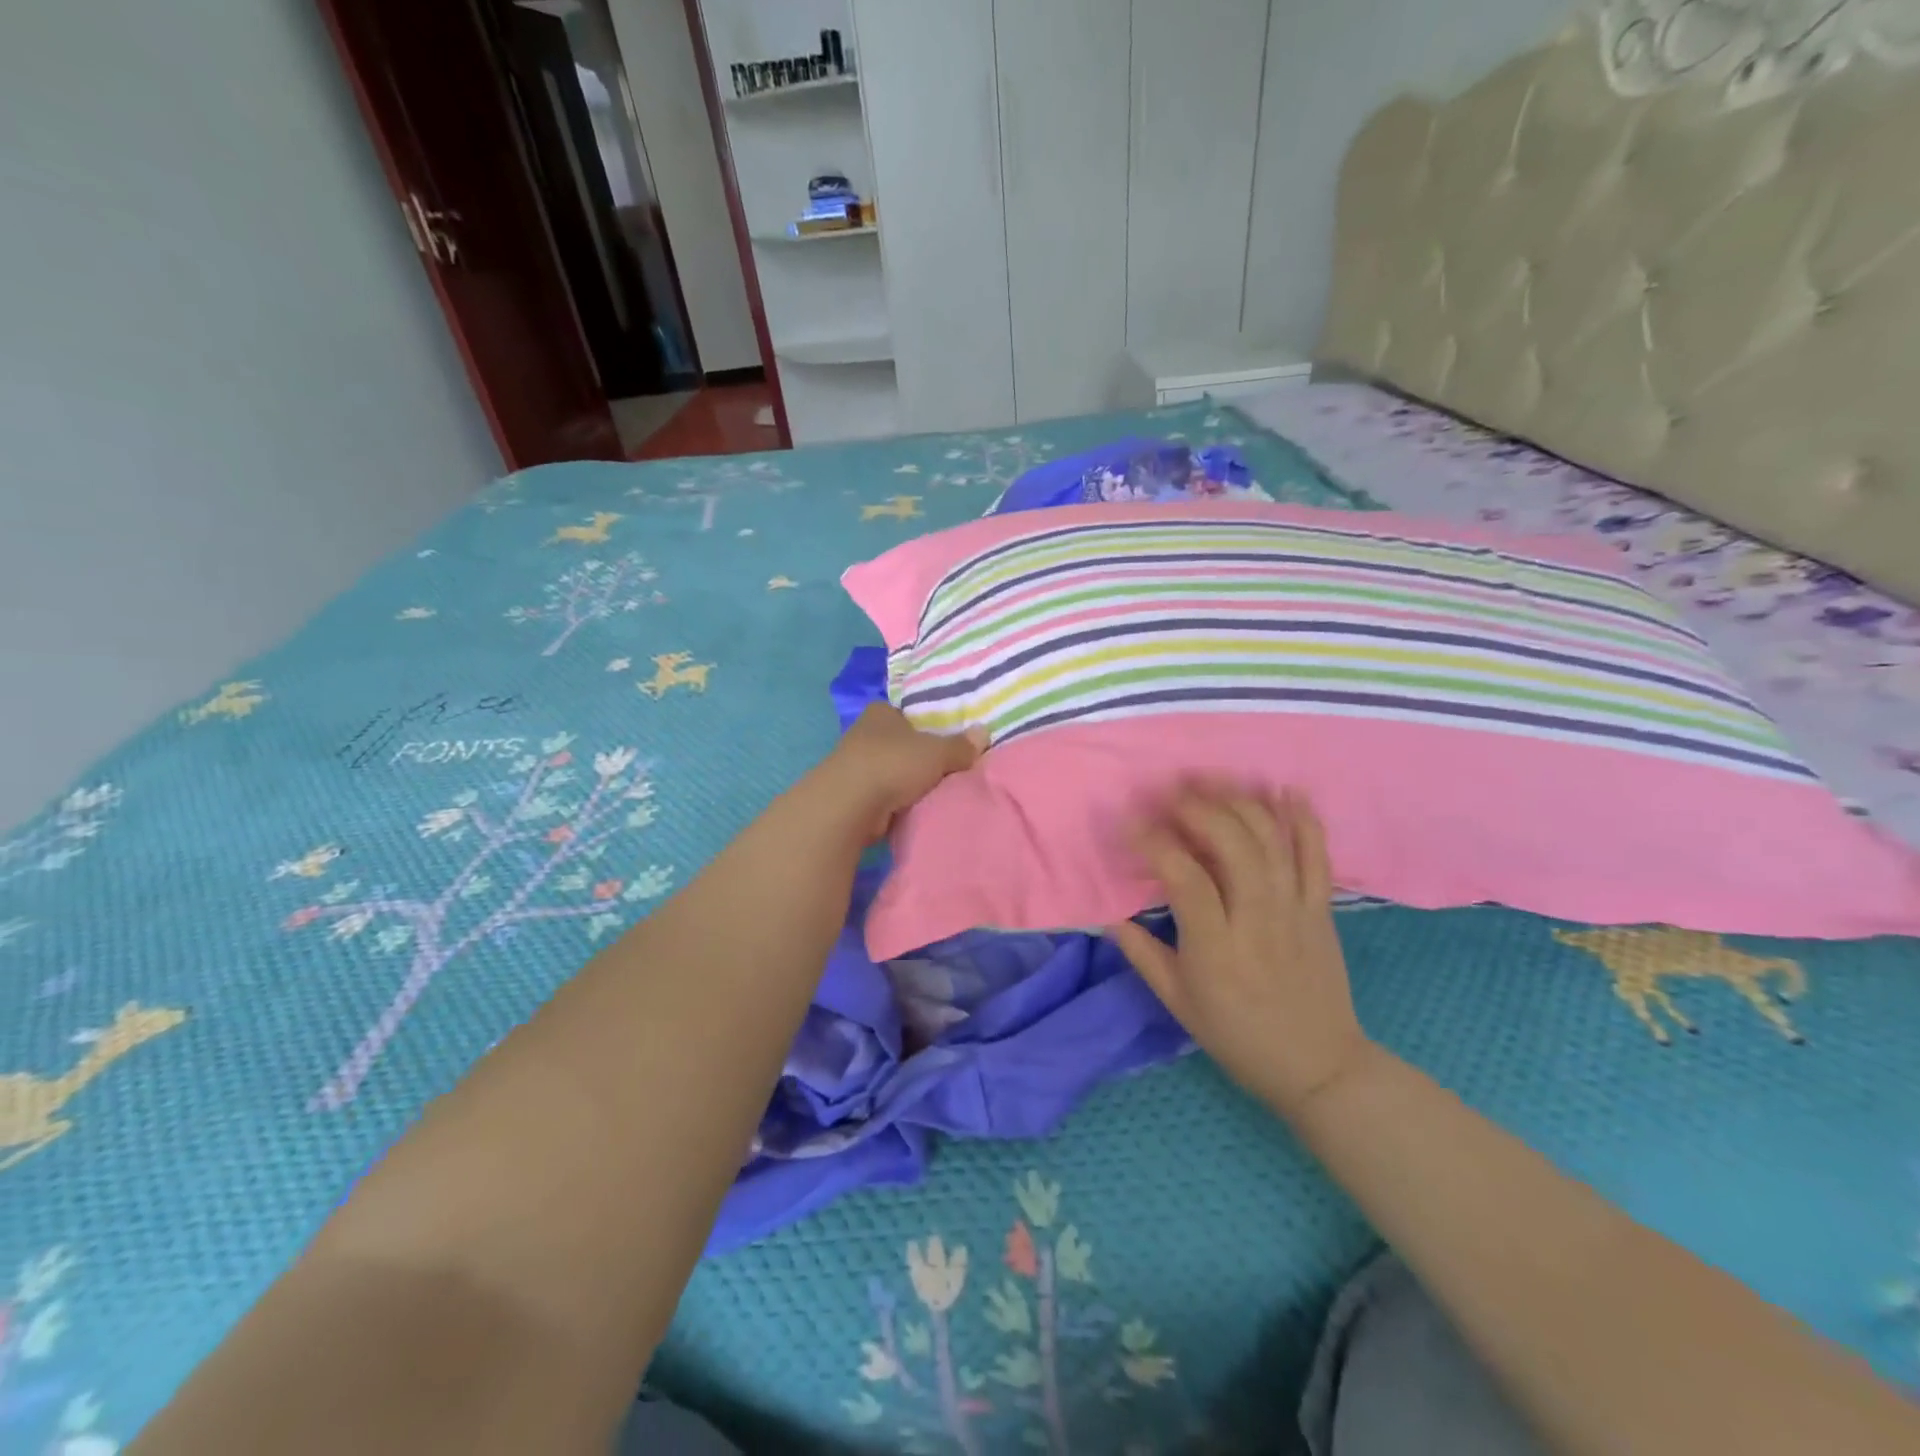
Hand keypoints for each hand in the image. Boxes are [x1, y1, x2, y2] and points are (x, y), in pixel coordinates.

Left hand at [819, 704, 987, 842]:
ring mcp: (852, 764)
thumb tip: (984, 733)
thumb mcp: (937, 752)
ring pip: (887, 769)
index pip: (904, 713)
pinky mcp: (849, 794)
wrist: (849, 805)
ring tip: (931, 791)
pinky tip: (909, 809)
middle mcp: (863, 733)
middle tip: (943, 767)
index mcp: (880, 712)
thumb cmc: (894, 764)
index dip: (923, 724)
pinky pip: (880, 794)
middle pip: (897, 741)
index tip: (941, 739)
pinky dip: (892, 801)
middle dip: (915, 754)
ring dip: (903, 780)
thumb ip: (960, 745)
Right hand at [1109, 786, 1373, 1118]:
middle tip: (1170, 790)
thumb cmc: (1238, 1036)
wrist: (1319, 1066)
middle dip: (1198, 807)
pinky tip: (1284, 789)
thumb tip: (1110, 916)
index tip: (1130, 822)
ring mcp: (1295, 909)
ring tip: (1212, 778)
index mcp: (1216, 946)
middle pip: (1233, 844)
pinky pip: (1317, 855)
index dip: (1154, 842)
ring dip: (1240, 801)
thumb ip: (1143, 955)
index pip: (1184, 877)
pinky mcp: (1323, 908)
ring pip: (1271, 840)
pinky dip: (1303, 818)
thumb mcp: (1178, 1004)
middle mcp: (1257, 918)